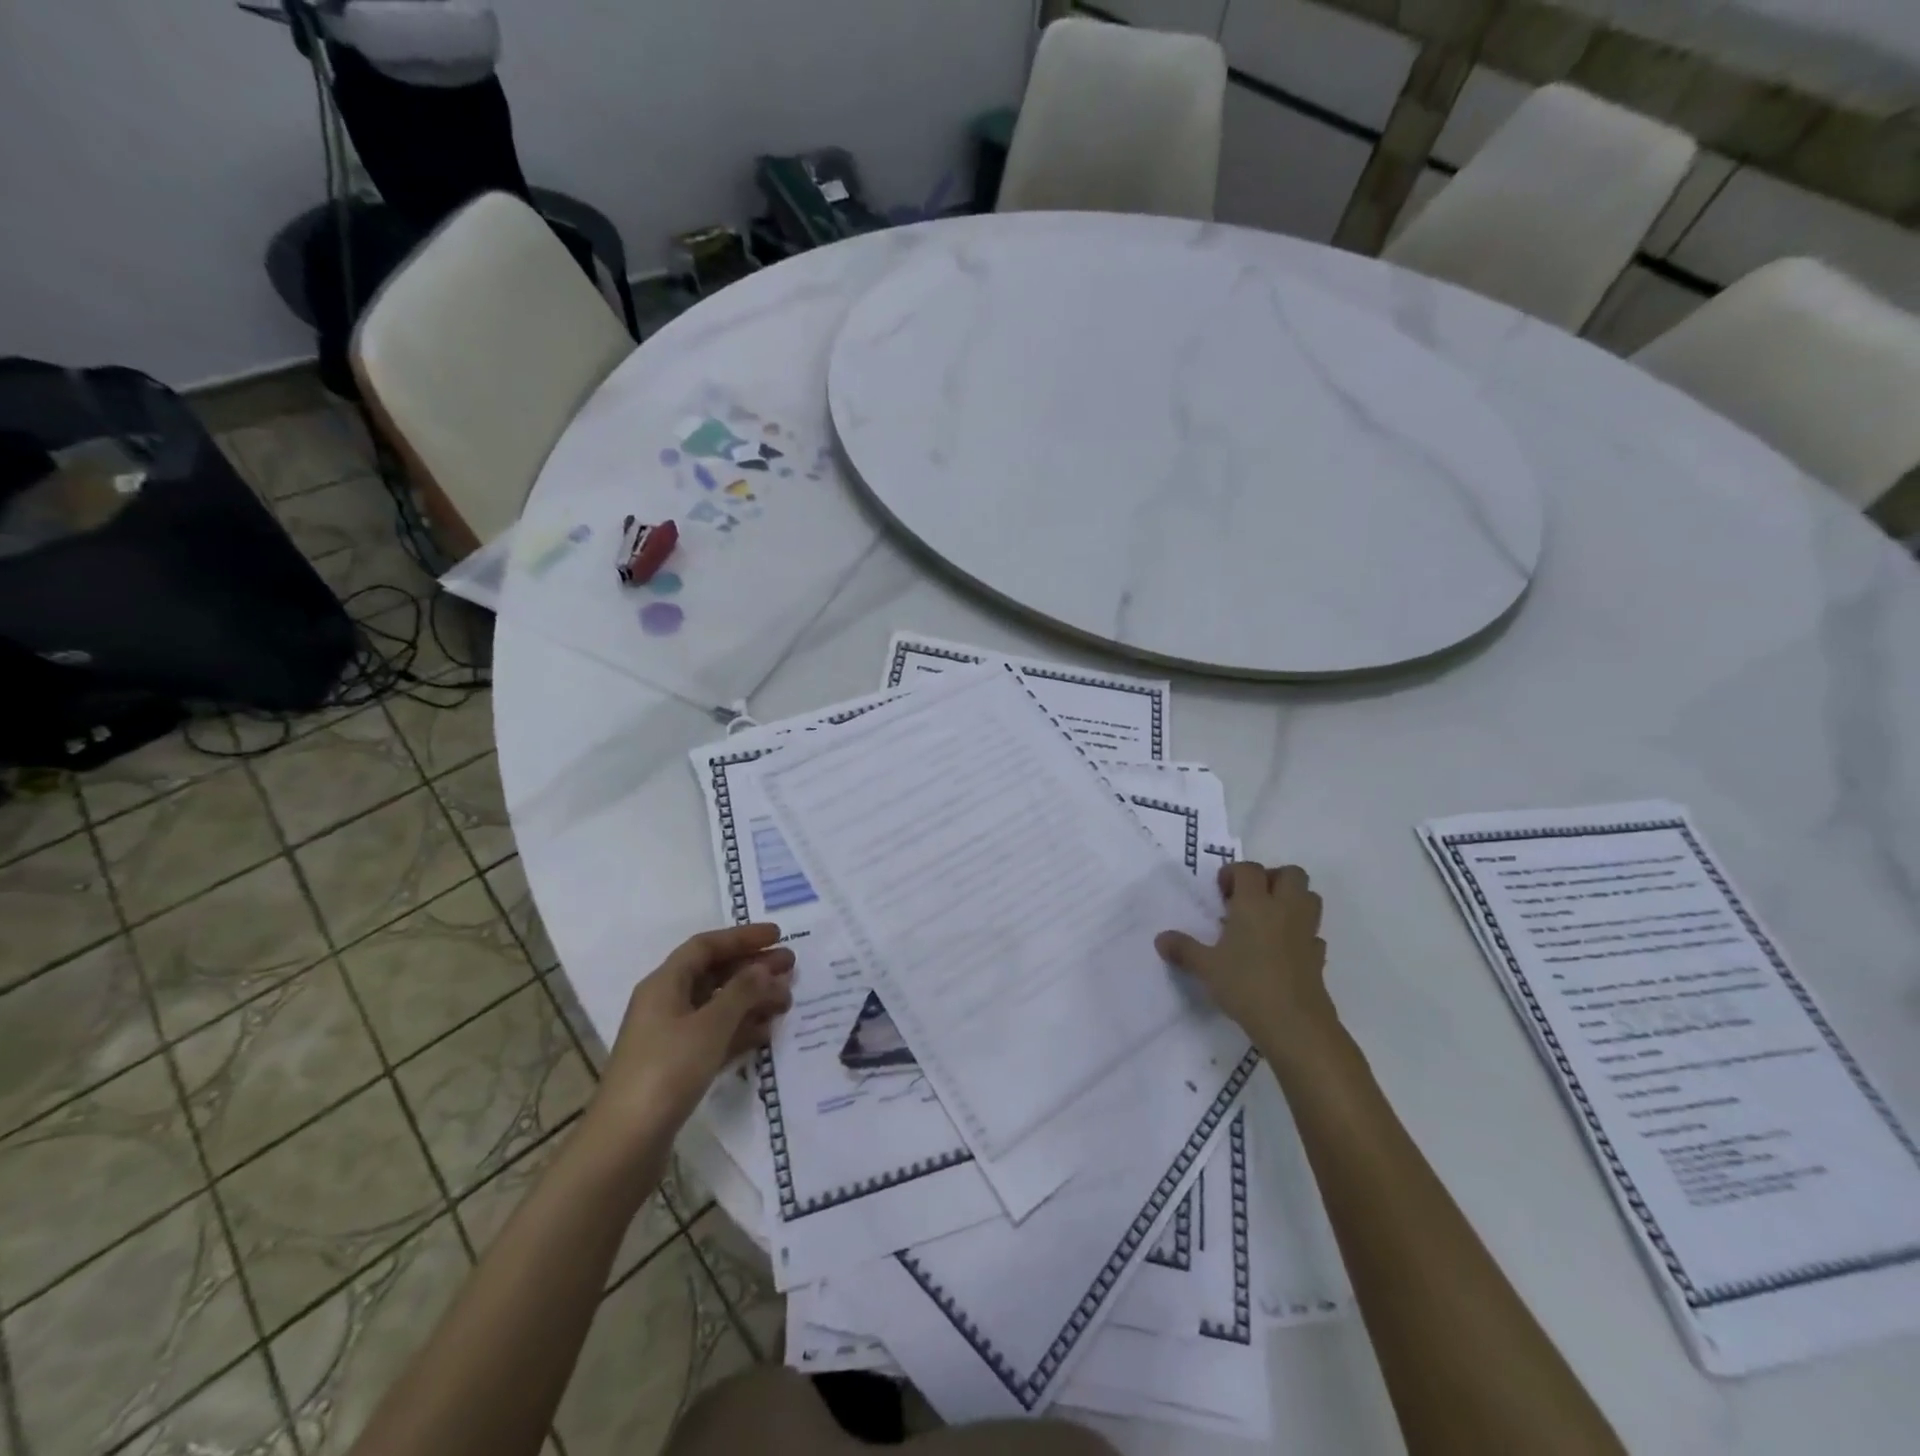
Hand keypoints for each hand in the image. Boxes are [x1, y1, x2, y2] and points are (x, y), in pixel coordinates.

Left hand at [595, 923, 794, 1139]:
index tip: (778, 936)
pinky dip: (740, 1029)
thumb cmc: (667, 1071)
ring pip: (717, 1005)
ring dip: (752, 1000)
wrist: (625, 1144)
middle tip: (791, 968)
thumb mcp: (710, 1026)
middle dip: (753, 968)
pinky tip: (766, 1032)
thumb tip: (765, 968)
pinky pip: (715, 1035)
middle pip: (714, 974)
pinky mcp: (677, 1066)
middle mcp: (665, 1003)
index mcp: (664, 984)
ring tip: (787, 1002)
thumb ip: (742, 992)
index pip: (706, 946)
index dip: (742, 937)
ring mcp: (670, 1037)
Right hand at [1156, 863, 1334, 1045]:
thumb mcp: (1205, 967)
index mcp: (1255, 903)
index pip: (1249, 870)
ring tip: (1267, 921)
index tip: (1221, 894)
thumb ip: (1183, 949)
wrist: (1294, 1024)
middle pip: (1291, 874)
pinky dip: (1301, 934)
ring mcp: (1306, 932)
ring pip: (1310, 897)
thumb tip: (1160, 939)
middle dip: (1272, 879)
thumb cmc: (1245, 985)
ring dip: (1292, 900)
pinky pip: (1313, 933)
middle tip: (1250, 899)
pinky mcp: (1319, 956)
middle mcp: (1285, 909)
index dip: (1233, 873)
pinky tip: (1284, 951)